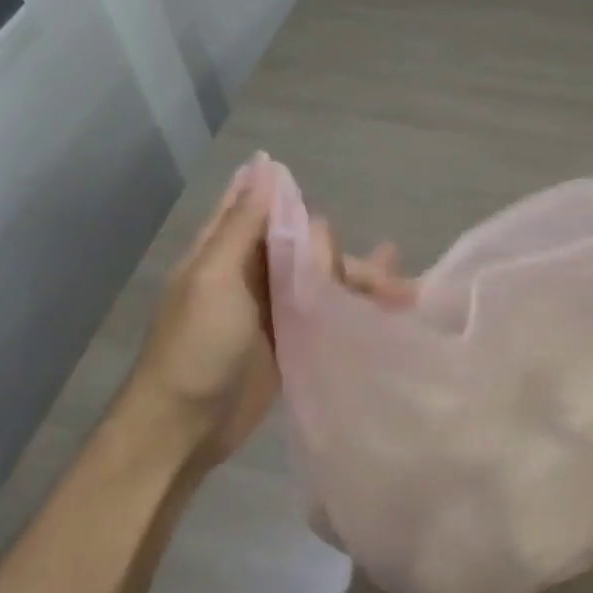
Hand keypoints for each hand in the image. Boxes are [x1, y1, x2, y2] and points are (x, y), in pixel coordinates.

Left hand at [132, 162, 414, 471]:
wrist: (185, 428)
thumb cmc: (195, 348)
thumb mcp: (214, 278)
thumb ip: (243, 225)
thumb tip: (265, 164)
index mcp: (227, 249)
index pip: (265, 208)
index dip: (296, 200)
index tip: (332, 199)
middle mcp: (252, 272)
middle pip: (305, 248)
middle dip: (343, 253)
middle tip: (388, 266)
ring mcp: (273, 309)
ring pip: (321, 281)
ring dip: (359, 283)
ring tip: (408, 293)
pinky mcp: (290, 341)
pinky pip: (325, 314)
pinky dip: (353, 311)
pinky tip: (387, 314)